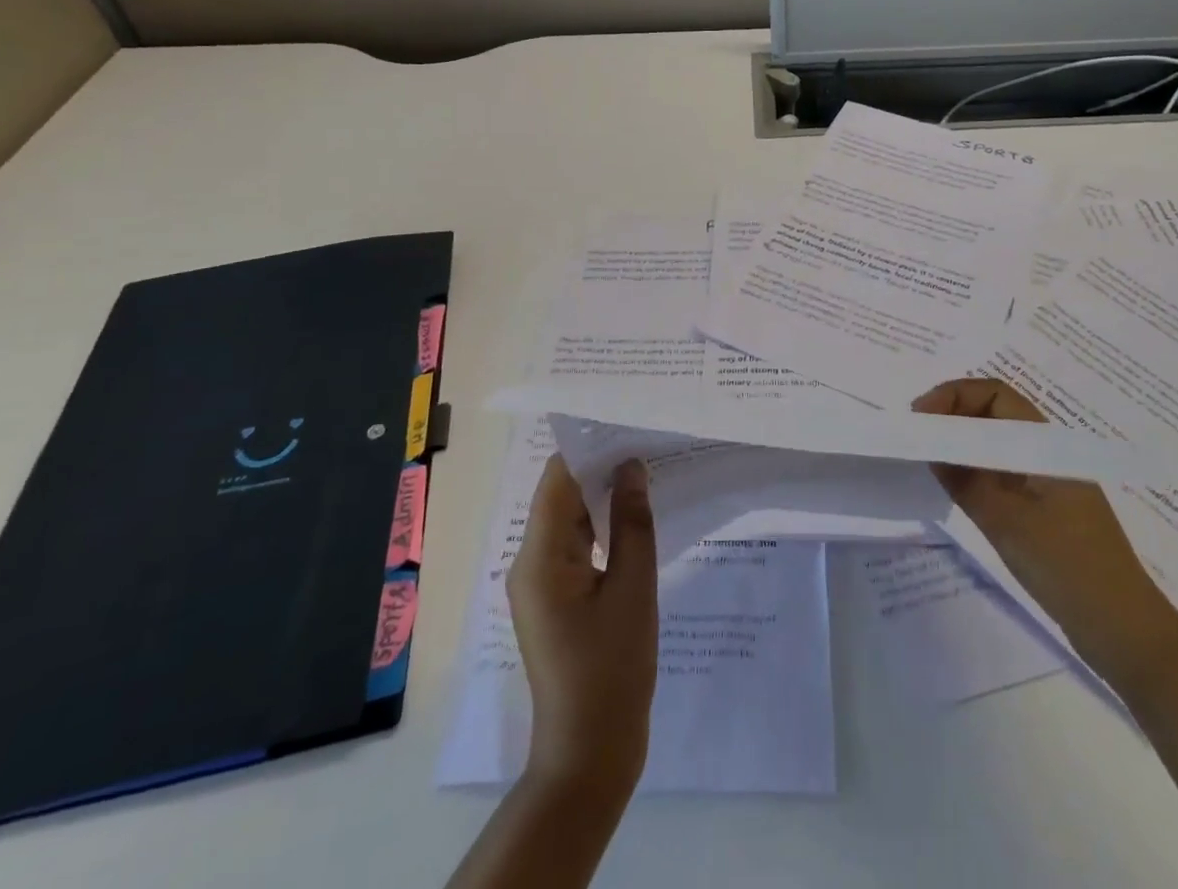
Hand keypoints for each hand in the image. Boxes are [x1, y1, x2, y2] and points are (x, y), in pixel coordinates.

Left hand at [508, 455, 657, 796]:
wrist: (589, 753)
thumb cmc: (612, 669)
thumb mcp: (633, 589)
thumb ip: (632, 522)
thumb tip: (632, 467)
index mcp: (540, 556)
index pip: (558, 478)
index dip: (591, 447)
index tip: (630, 424)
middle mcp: (529, 562)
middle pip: (562, 496)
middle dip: (602, 469)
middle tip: (648, 442)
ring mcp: (540, 583)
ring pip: (570, 520)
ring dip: (604, 497)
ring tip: (648, 470)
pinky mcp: (554, 599)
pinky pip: (575, 546)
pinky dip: (602, 528)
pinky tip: (635, 517)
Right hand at [912, 378, 1177, 690]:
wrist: (1124, 632)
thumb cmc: (1067, 568)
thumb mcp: (1007, 521)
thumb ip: (965, 480)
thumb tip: (930, 446)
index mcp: (1047, 446)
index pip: (995, 394)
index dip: (954, 396)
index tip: (920, 417)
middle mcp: (1047, 454)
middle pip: (994, 413)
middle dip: (952, 414)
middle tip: (916, 435)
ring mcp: (1046, 482)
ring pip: (995, 443)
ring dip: (961, 442)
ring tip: (926, 456)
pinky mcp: (1043, 509)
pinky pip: (1000, 472)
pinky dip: (973, 469)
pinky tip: (952, 485)